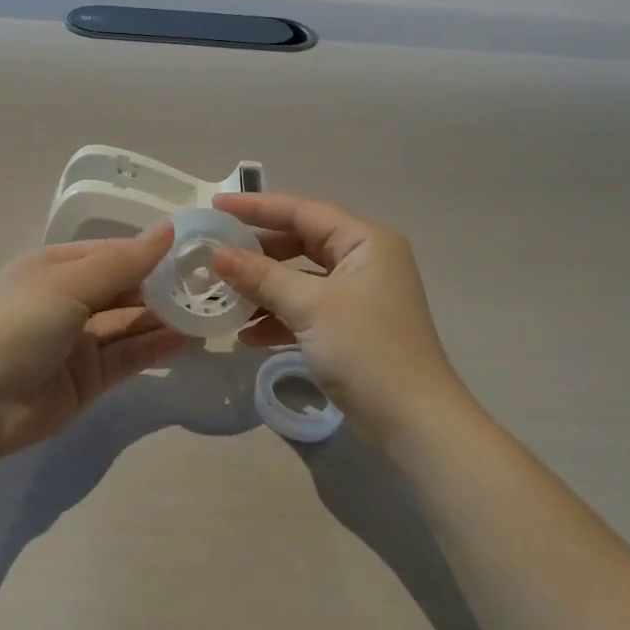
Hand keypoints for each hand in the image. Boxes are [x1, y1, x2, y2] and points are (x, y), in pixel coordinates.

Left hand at [0, 226, 189, 456]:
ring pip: (129, 324)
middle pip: (123, 288)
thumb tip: (170, 229)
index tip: (194, 250)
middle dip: (162, 286)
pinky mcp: (87, 378)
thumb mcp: (70, 282)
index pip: (112, 252)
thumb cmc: (19, 322)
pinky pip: (127, 356)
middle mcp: (67, 300)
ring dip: (164, 317)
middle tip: (210, 284)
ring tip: (208, 310)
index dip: (150, 251)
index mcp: (56, 267)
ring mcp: (77, 341)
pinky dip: (155, 347)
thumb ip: (124, 261)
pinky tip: (187, 339)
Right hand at [211, 193, 472, 447]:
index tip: (215, 206)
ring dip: (264, 288)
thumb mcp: (310, 307)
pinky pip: (307, 309)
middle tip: (214, 252)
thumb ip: (262, 276)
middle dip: (257, 251)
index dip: (256, 207)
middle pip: (300, 242)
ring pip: (301, 278)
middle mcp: (365, 260)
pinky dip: (279, 318)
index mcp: (365, 241)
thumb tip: (217, 254)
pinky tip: (247, 336)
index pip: (302, 211)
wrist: (414, 423)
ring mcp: (359, 295)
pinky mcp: (351, 327)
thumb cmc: (366, 351)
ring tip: (222, 296)